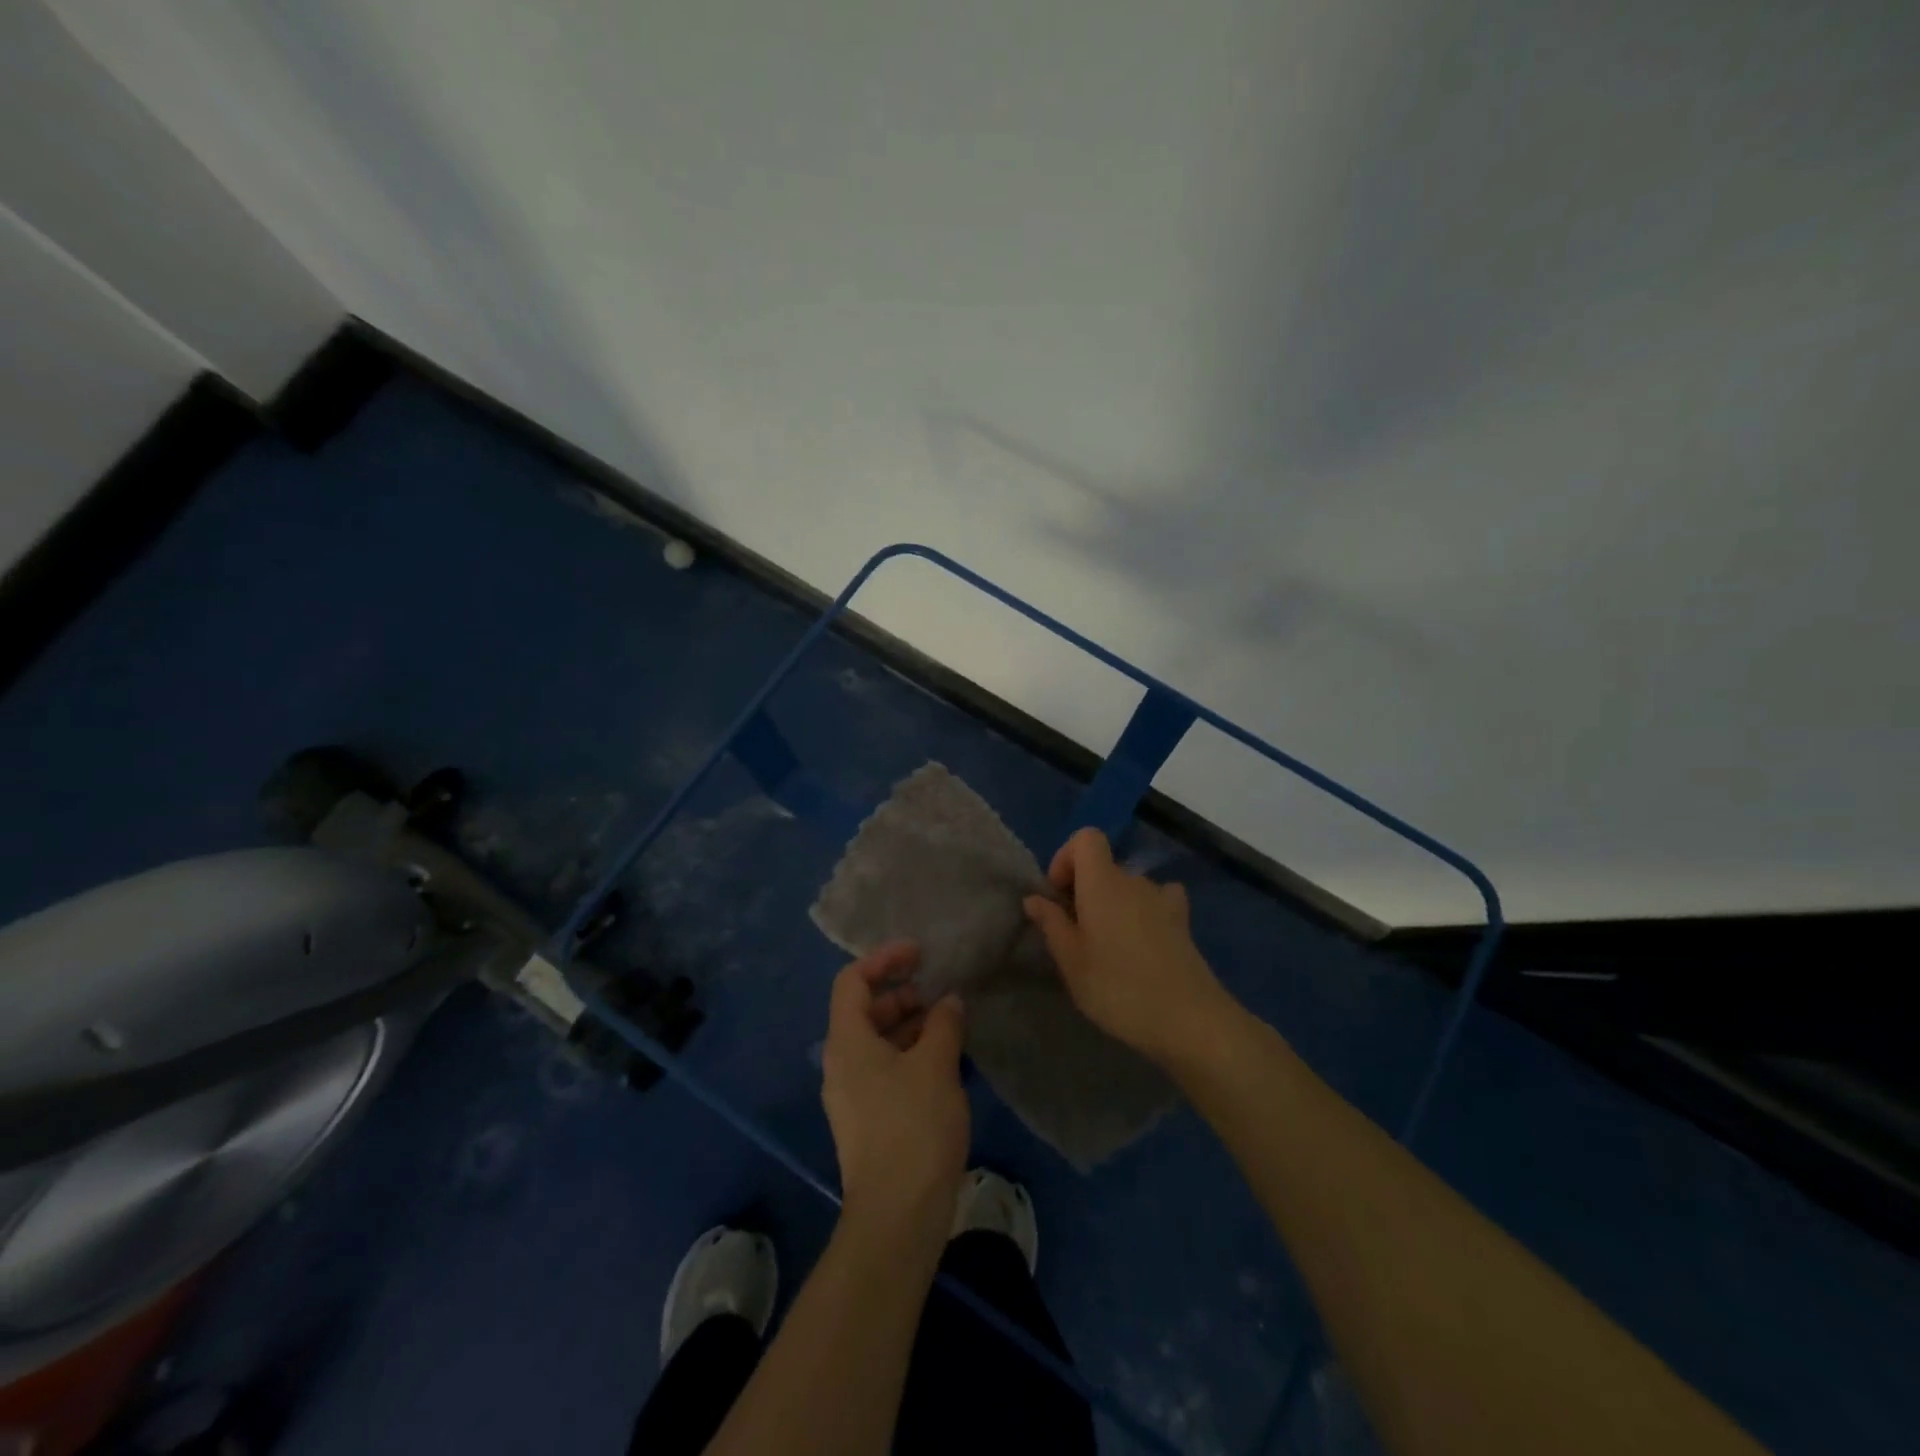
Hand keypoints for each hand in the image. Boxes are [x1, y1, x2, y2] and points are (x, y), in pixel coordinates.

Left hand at [821, 941, 969, 1241]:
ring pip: (877, 1041)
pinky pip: (885, 1068)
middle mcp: (841, 1063)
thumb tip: (948, 1001)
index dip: (884, 959)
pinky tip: (943, 1061)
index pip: (853, 981)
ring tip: (948, 1023)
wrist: (897, 1216)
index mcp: (847, 1042)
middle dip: (901, 993)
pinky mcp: (868, 1119)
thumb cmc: (914, 1127)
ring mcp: (852, 1094)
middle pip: (865, 1010)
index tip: (919, 953)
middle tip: (939, 991)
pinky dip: (910, 1053)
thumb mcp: (936, 1065)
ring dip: (909, 1024)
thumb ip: (943, 1023)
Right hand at [1023, 827, 1235, 1065]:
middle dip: (1085, 889)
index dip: (1067, 857)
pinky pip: (1157, 901)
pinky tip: (1142, 941)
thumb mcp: (1071, 961)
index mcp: (1102, 882)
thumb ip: (1051, 923)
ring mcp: (1163, 899)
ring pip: (1129, 887)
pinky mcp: (1182, 922)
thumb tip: (1034, 898)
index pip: (1086, 838)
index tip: (1058, 894)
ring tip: (1108, 945)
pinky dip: (1145, 911)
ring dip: (1114, 904)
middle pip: (1105, 866)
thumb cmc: (1118, 988)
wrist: (1188, 1019)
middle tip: (1076, 932)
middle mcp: (1134, 880)